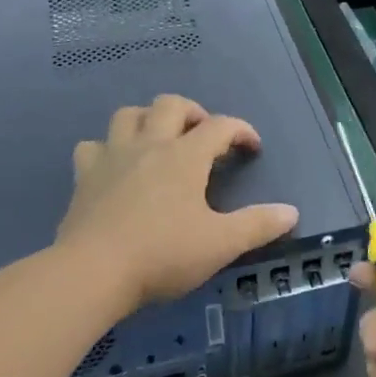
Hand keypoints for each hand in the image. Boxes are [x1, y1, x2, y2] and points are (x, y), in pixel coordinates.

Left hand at [57, 95, 298, 313]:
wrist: (93, 271)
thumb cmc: (162, 254)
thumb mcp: (220, 244)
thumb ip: (258, 225)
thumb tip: (291, 212)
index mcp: (185, 156)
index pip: (221, 126)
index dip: (241, 130)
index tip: (252, 148)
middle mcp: (149, 145)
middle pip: (171, 105)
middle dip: (192, 112)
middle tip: (203, 136)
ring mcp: (113, 156)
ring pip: (128, 115)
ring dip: (147, 119)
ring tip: (158, 139)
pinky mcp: (84, 176)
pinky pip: (92, 146)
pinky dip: (106, 148)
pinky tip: (114, 166)